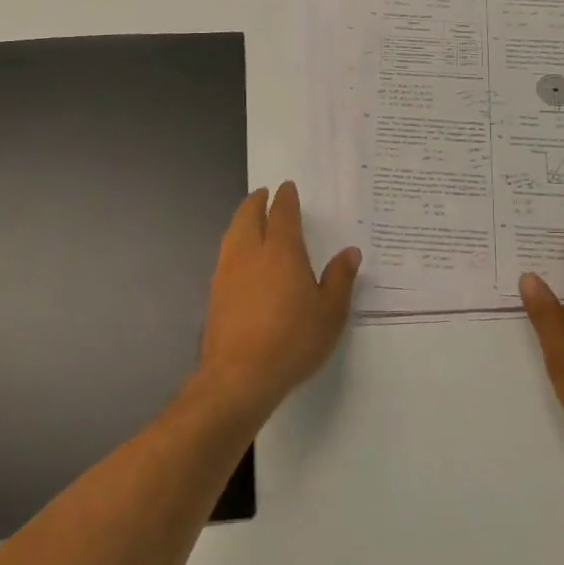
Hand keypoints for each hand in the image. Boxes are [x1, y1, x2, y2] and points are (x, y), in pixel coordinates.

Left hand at [194, 182, 360, 424]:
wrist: (239, 376)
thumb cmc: (292, 340)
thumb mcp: (330, 312)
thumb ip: (339, 279)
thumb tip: (349, 253)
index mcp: (281, 250)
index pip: (282, 213)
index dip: (285, 198)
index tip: (286, 188)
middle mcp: (249, 252)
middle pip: (247, 216)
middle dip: (256, 202)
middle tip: (263, 195)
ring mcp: (226, 272)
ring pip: (232, 234)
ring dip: (241, 220)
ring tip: (249, 220)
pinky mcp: (214, 293)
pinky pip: (225, 255)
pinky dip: (233, 244)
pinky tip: (240, 258)